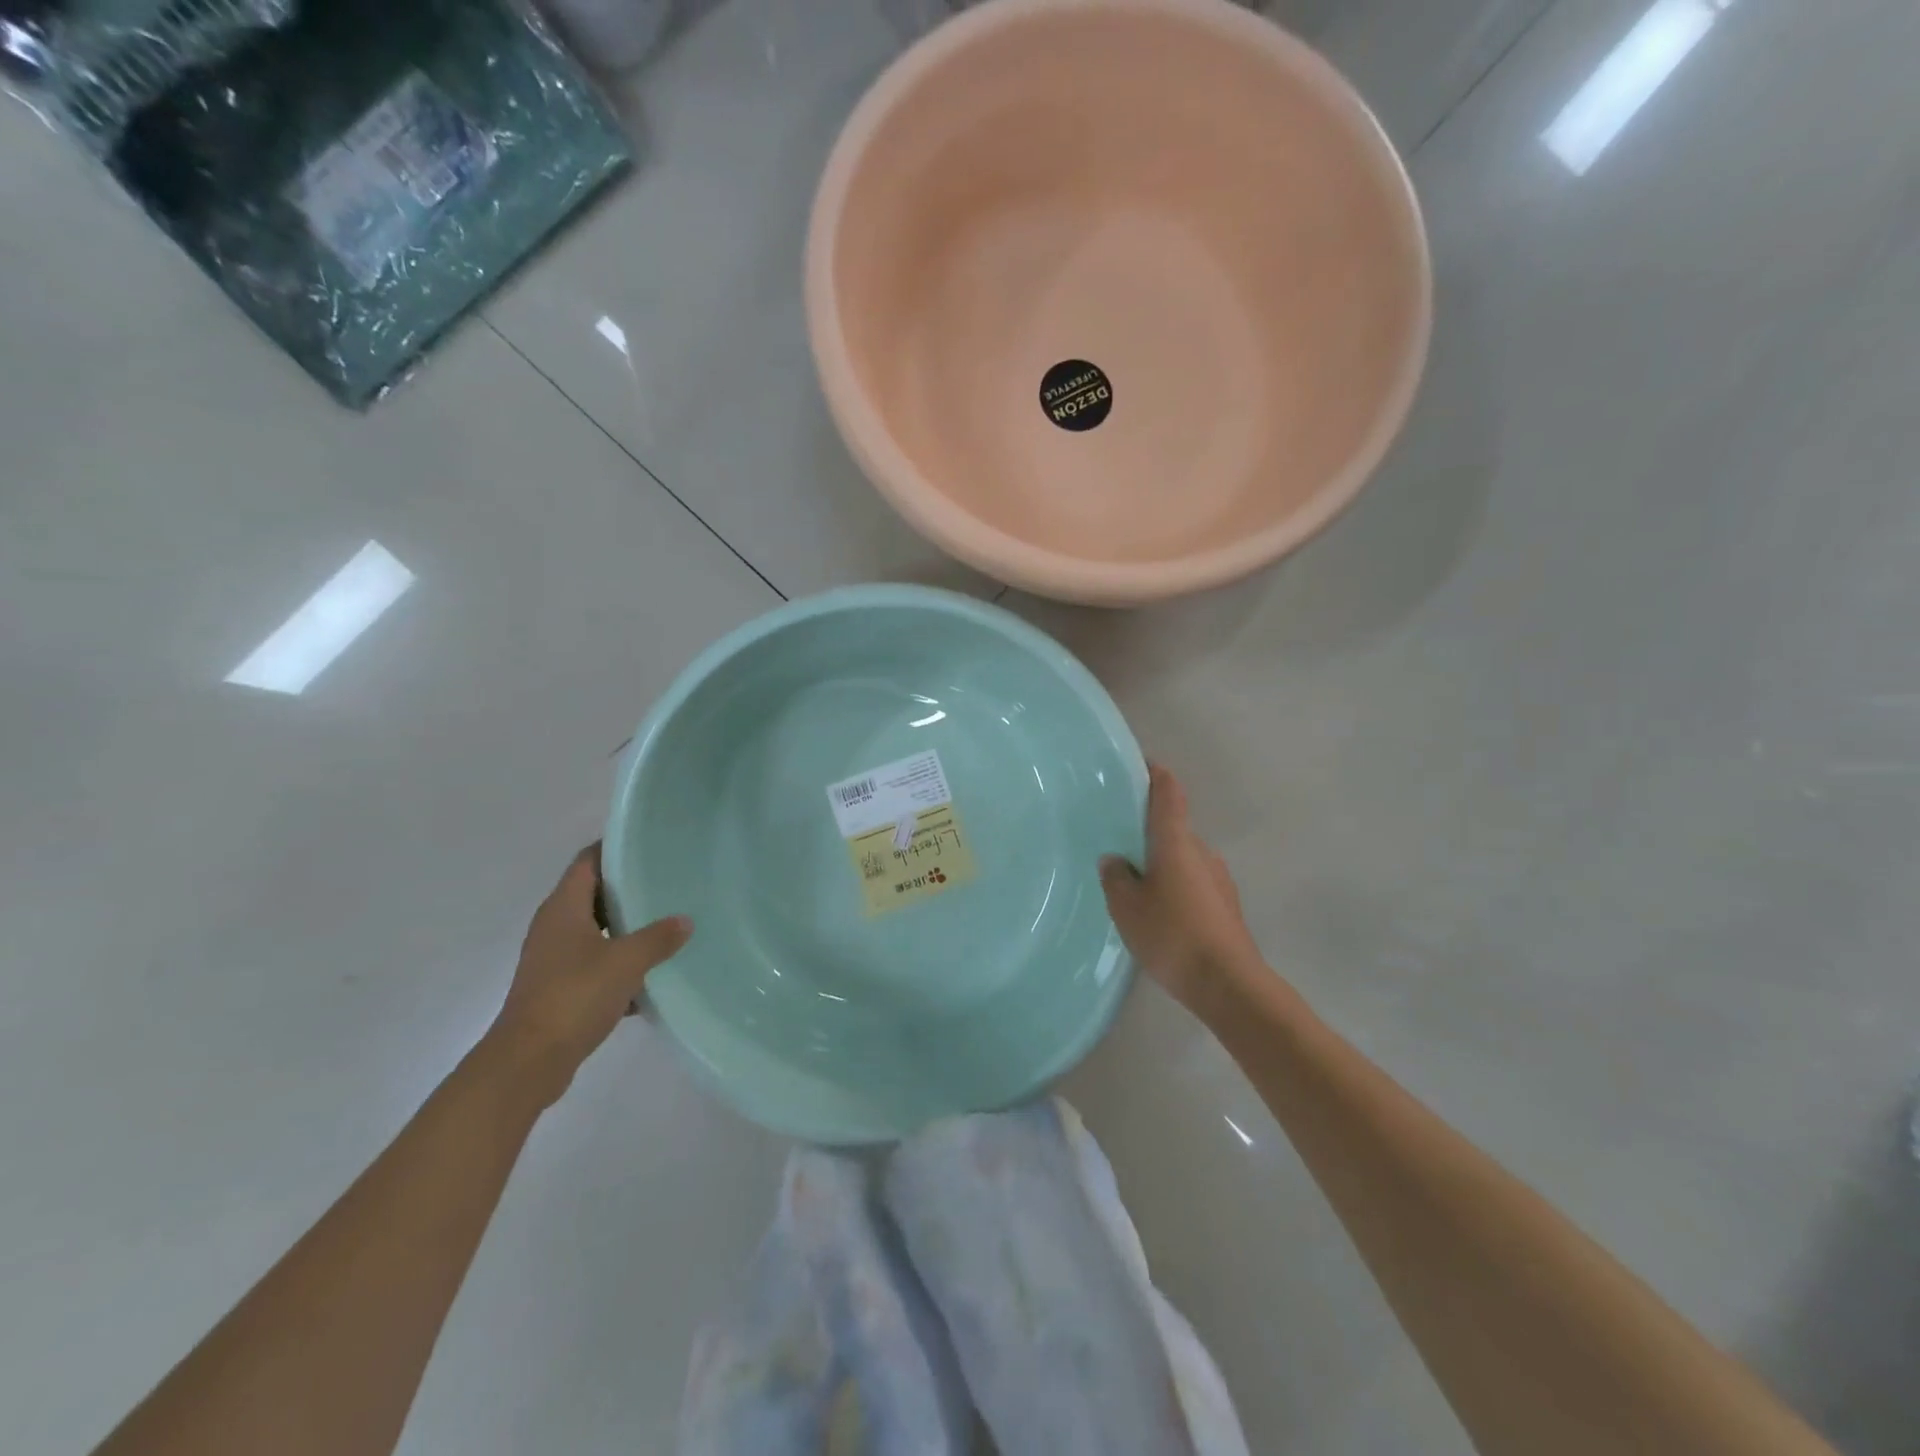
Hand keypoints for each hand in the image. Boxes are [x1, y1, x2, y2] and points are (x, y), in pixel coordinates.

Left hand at [481, 845, 691, 1109]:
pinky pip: (595, 962)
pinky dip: (619, 962)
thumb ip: (659, 938)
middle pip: (593, 894)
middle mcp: (554, 927)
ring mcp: (554, 958)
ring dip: (626, 926)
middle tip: (668, 881)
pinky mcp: (559, 987)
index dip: (614, 848)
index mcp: (563, 909)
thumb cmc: (575, 996)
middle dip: (628, 887)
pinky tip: (651, 974)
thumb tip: (685, 921)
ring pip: (596, 930)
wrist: (528, 1061)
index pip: (587, 861)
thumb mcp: (626, 961)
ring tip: (667, 922)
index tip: (649, 845)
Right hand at [1100, 765, 1263, 1010]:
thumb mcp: (1127, 907)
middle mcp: (1202, 852)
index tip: (1141, 765)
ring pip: (1183, 859)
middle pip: (1174, 829)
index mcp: (1176, 842)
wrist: (1228, 984)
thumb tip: (1116, 861)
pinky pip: (1192, 884)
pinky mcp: (1225, 906)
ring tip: (1134, 885)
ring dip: (1162, 864)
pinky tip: (1158, 914)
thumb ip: (1116, 877)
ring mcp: (1219, 879)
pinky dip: (1174, 887)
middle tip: (1119, 843)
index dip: (1156, 775)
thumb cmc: (1172, 934)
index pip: (1169, 794)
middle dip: (1148, 832)